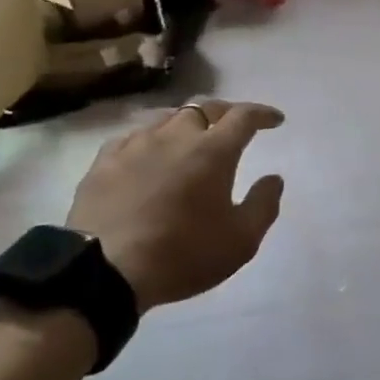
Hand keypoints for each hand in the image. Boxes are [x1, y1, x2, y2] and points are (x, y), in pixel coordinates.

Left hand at [67, 100, 285, 311]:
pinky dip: (151, 139)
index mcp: (213, 151)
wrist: (104, 271)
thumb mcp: (240, 242)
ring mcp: (137, 144)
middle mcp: (176, 135)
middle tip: (232, 127)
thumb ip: (263, 205)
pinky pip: (134, 136)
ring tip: (190, 139)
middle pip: (204, 108)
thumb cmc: (181, 255)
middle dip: (224, 113)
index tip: (275, 120)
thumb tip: (274, 178)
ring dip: (186, 124)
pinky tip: (148, 153)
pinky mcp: (105, 159)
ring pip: (167, 118)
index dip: (262, 114)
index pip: (243, 116)